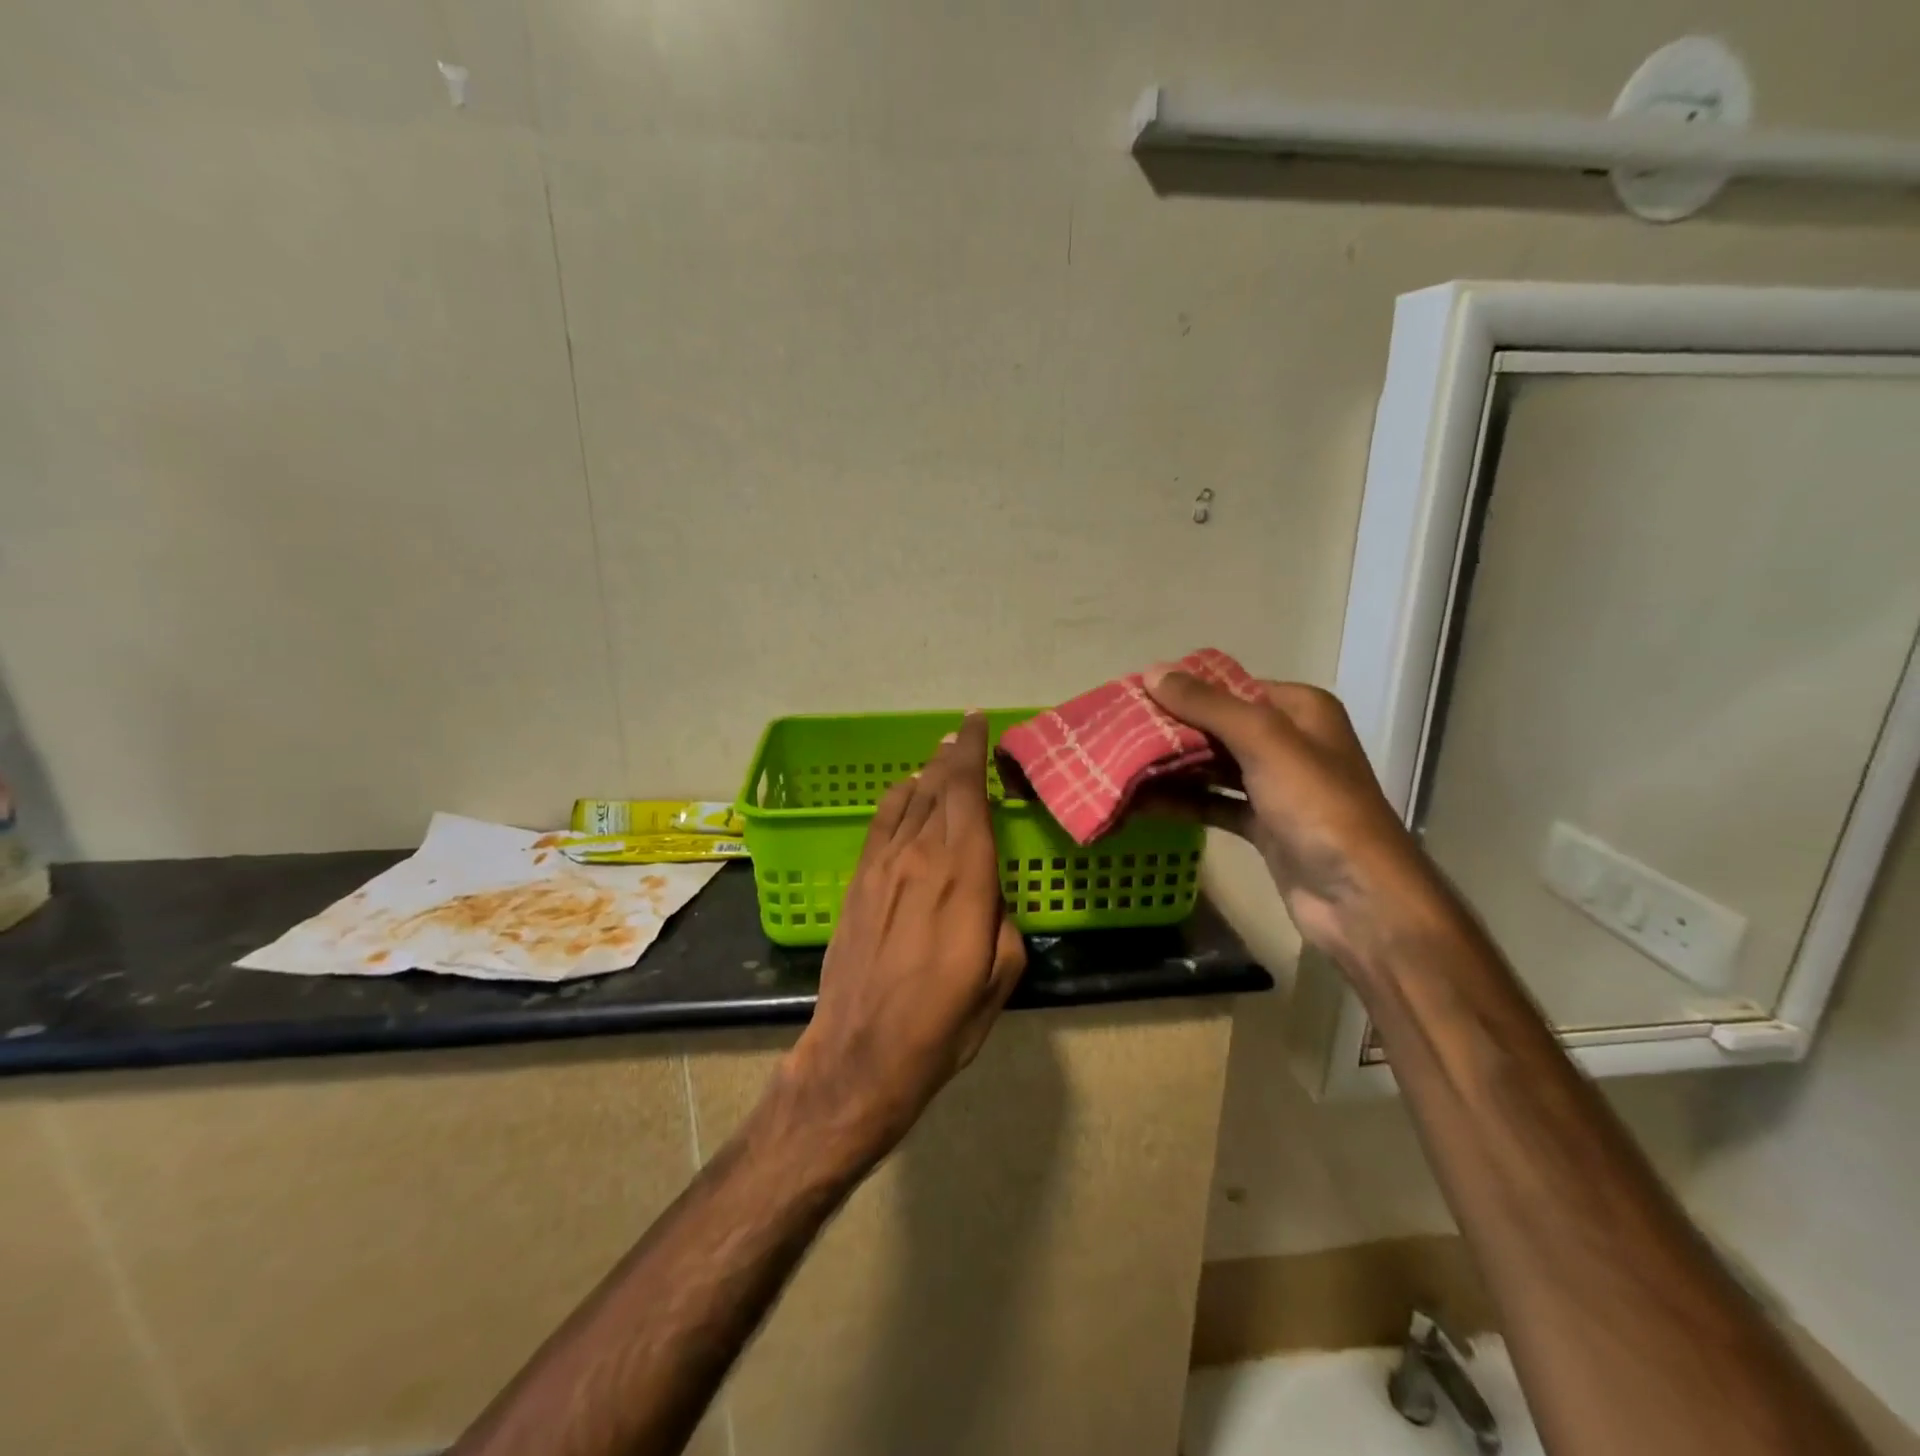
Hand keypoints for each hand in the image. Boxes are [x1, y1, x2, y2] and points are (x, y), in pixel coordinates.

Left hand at [780, 710, 1025, 1167]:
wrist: (863, 1051)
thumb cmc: (944, 1021)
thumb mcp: (1001, 973)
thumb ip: (1000, 915)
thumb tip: (988, 888)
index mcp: (964, 874)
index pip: (968, 792)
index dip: (973, 751)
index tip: (978, 723)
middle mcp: (920, 856)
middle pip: (936, 787)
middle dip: (953, 755)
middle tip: (964, 734)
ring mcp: (882, 866)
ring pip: (906, 800)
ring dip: (926, 774)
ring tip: (939, 759)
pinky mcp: (857, 883)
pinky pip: (879, 825)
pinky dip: (896, 801)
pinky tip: (904, 796)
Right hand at [1141, 669, 1449, 964]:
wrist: (1359, 898)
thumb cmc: (1317, 806)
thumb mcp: (1263, 741)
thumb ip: (1207, 705)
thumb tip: (1152, 671)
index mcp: (1299, 710)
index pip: (1230, 687)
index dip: (1182, 689)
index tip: (1132, 695)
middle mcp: (1288, 742)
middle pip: (1217, 727)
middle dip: (1169, 730)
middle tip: (1115, 732)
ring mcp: (1275, 786)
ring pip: (1211, 766)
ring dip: (1170, 767)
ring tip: (1117, 764)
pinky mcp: (1262, 825)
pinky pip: (1213, 802)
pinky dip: (1181, 801)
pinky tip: (1140, 803)